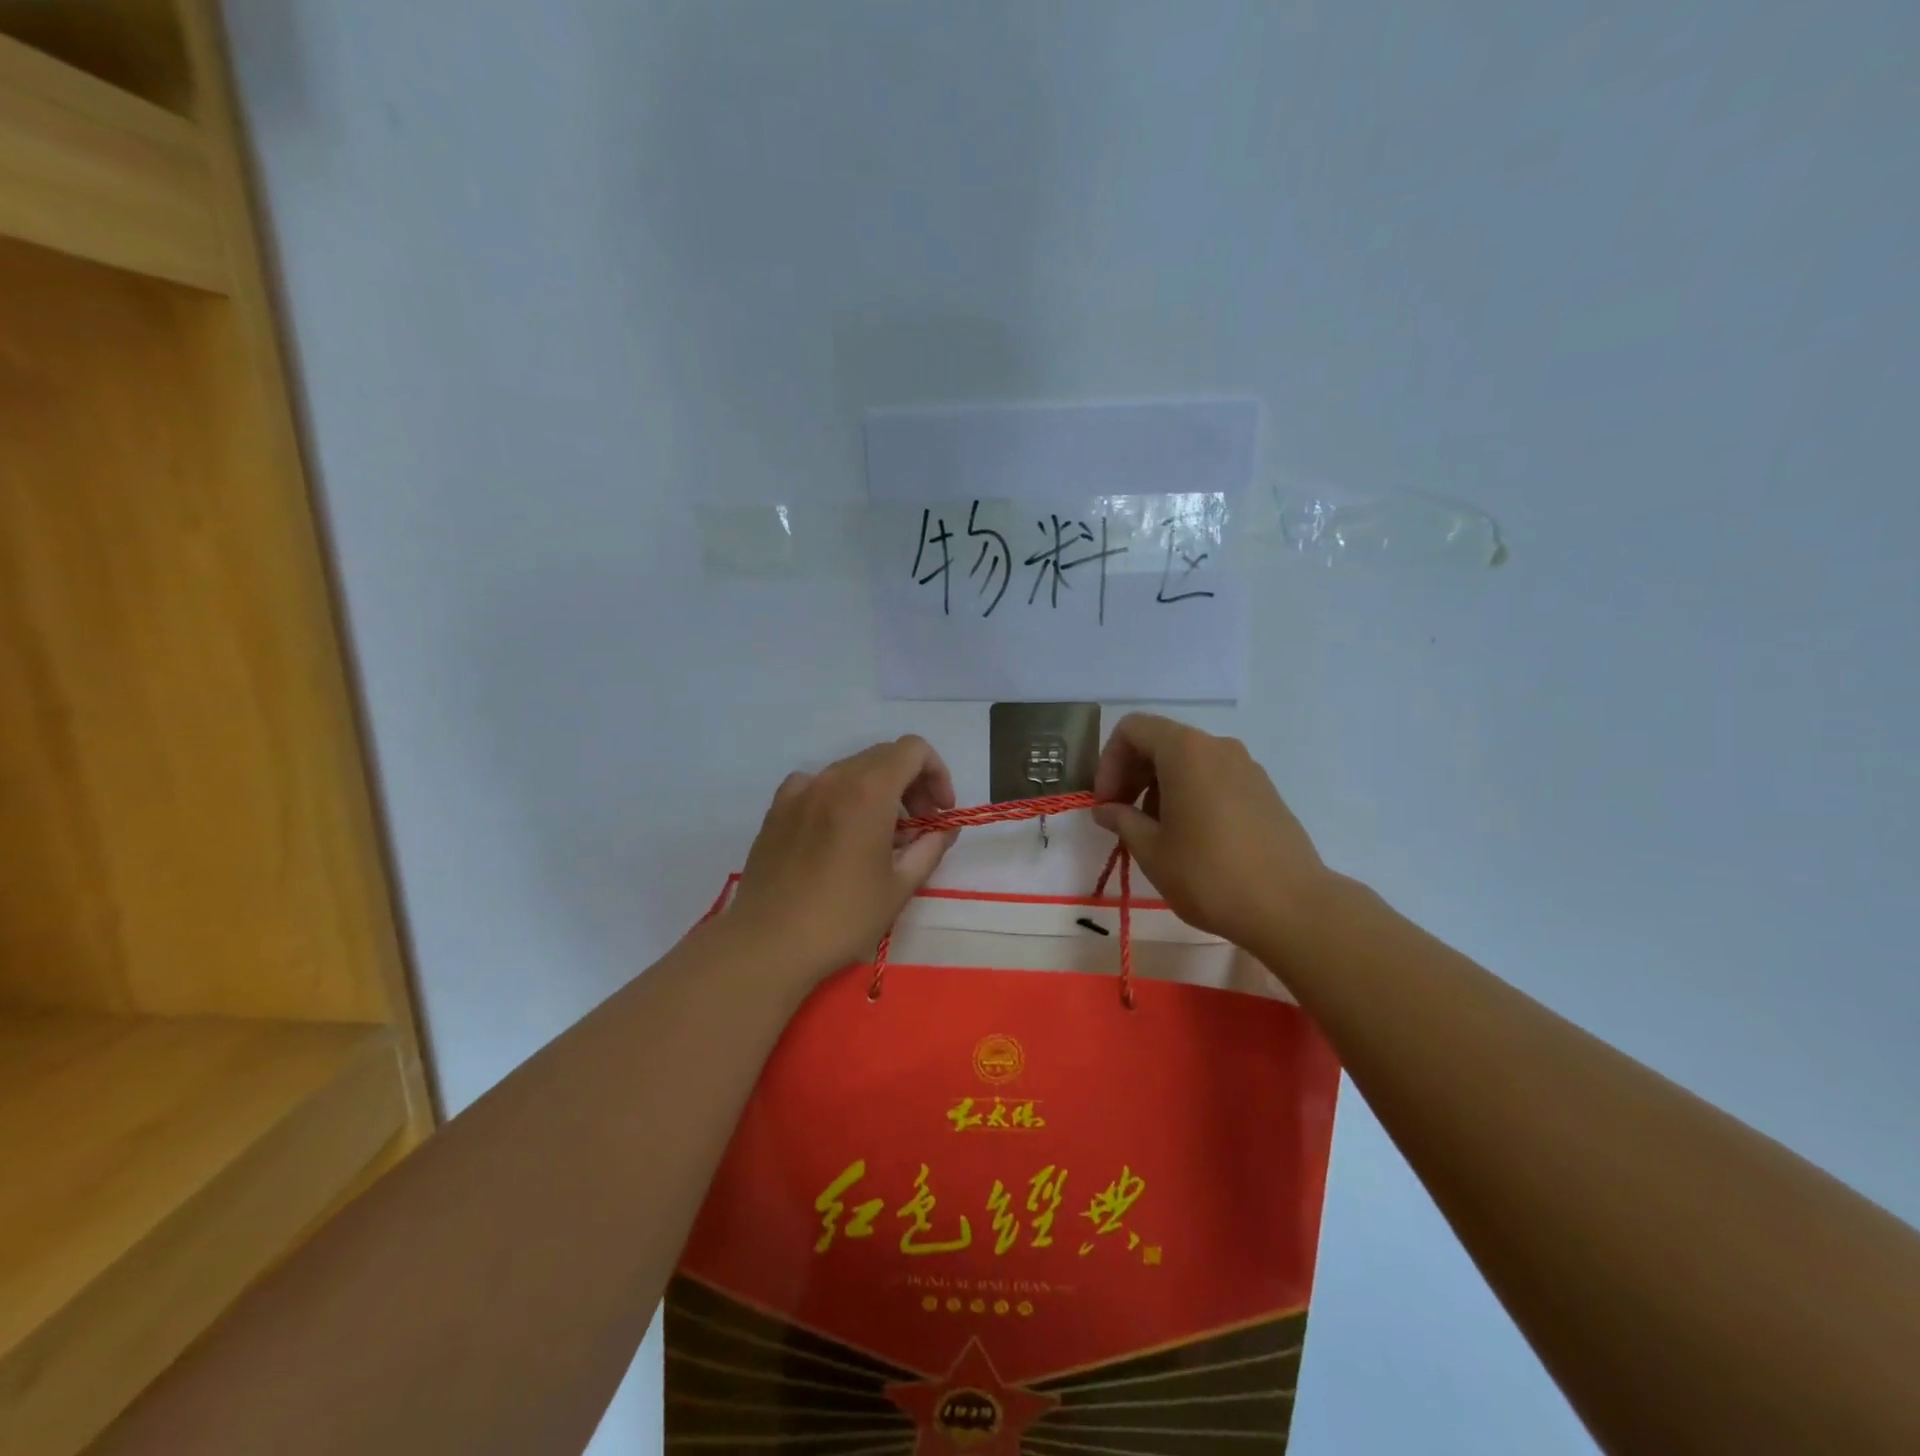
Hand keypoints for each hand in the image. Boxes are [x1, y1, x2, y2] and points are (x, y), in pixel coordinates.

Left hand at [731, 736, 957, 978]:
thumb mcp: (900, 886)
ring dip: (877, 790)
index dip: (936, 773)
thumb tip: (945, 829)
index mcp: (869, 791)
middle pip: (884, 756)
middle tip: (919, 825)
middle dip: (911, 783)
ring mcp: (801, 790)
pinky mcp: (777, 808)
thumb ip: (930, 848)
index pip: (914, 750)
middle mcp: (834, 778)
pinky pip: (818, 784)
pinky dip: (839, 796)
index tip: (940, 811)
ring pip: (851, 769)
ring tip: (880, 835)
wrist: (768, 942)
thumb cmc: (842, 917)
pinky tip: (837, 831)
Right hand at [1092, 713, 1331, 952]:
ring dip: (1160, 787)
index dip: (1109, 762)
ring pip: (1189, 761)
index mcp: (1185, 751)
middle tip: (1121, 817)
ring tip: (1155, 833)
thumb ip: (1122, 820)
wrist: (1291, 908)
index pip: (1132, 729)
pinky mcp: (1264, 791)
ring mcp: (1247, 767)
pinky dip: (1190, 794)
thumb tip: (1106, 809)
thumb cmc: (1209, 875)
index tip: (1106, 803)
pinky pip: (1215, 778)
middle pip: (1161, 741)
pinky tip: (1191, 838)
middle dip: (1132, 774)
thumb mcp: (1152, 851)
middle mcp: (1218, 747)